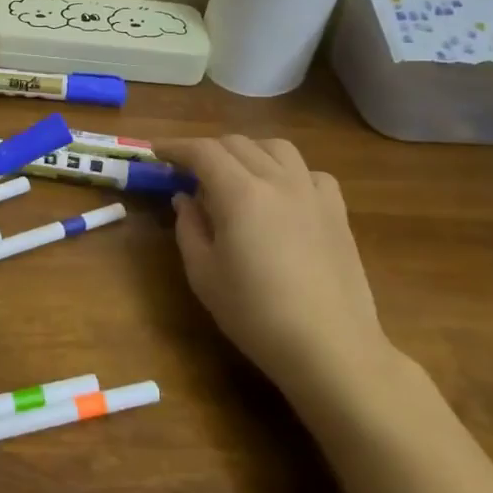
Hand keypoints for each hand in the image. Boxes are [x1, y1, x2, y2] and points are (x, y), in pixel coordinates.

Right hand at [160, 136, 397, 413]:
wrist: (329, 347)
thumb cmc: (255, 314)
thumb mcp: (203, 274)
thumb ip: (189, 227)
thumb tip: (185, 198)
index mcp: (240, 193)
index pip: (202, 151)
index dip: (174, 147)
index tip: (155, 152)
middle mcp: (278, 180)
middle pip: (237, 144)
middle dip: (206, 150)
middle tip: (188, 172)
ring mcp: (312, 192)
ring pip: (276, 148)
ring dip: (247, 152)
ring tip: (234, 175)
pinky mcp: (337, 211)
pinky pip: (309, 173)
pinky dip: (287, 172)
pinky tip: (281, 195)